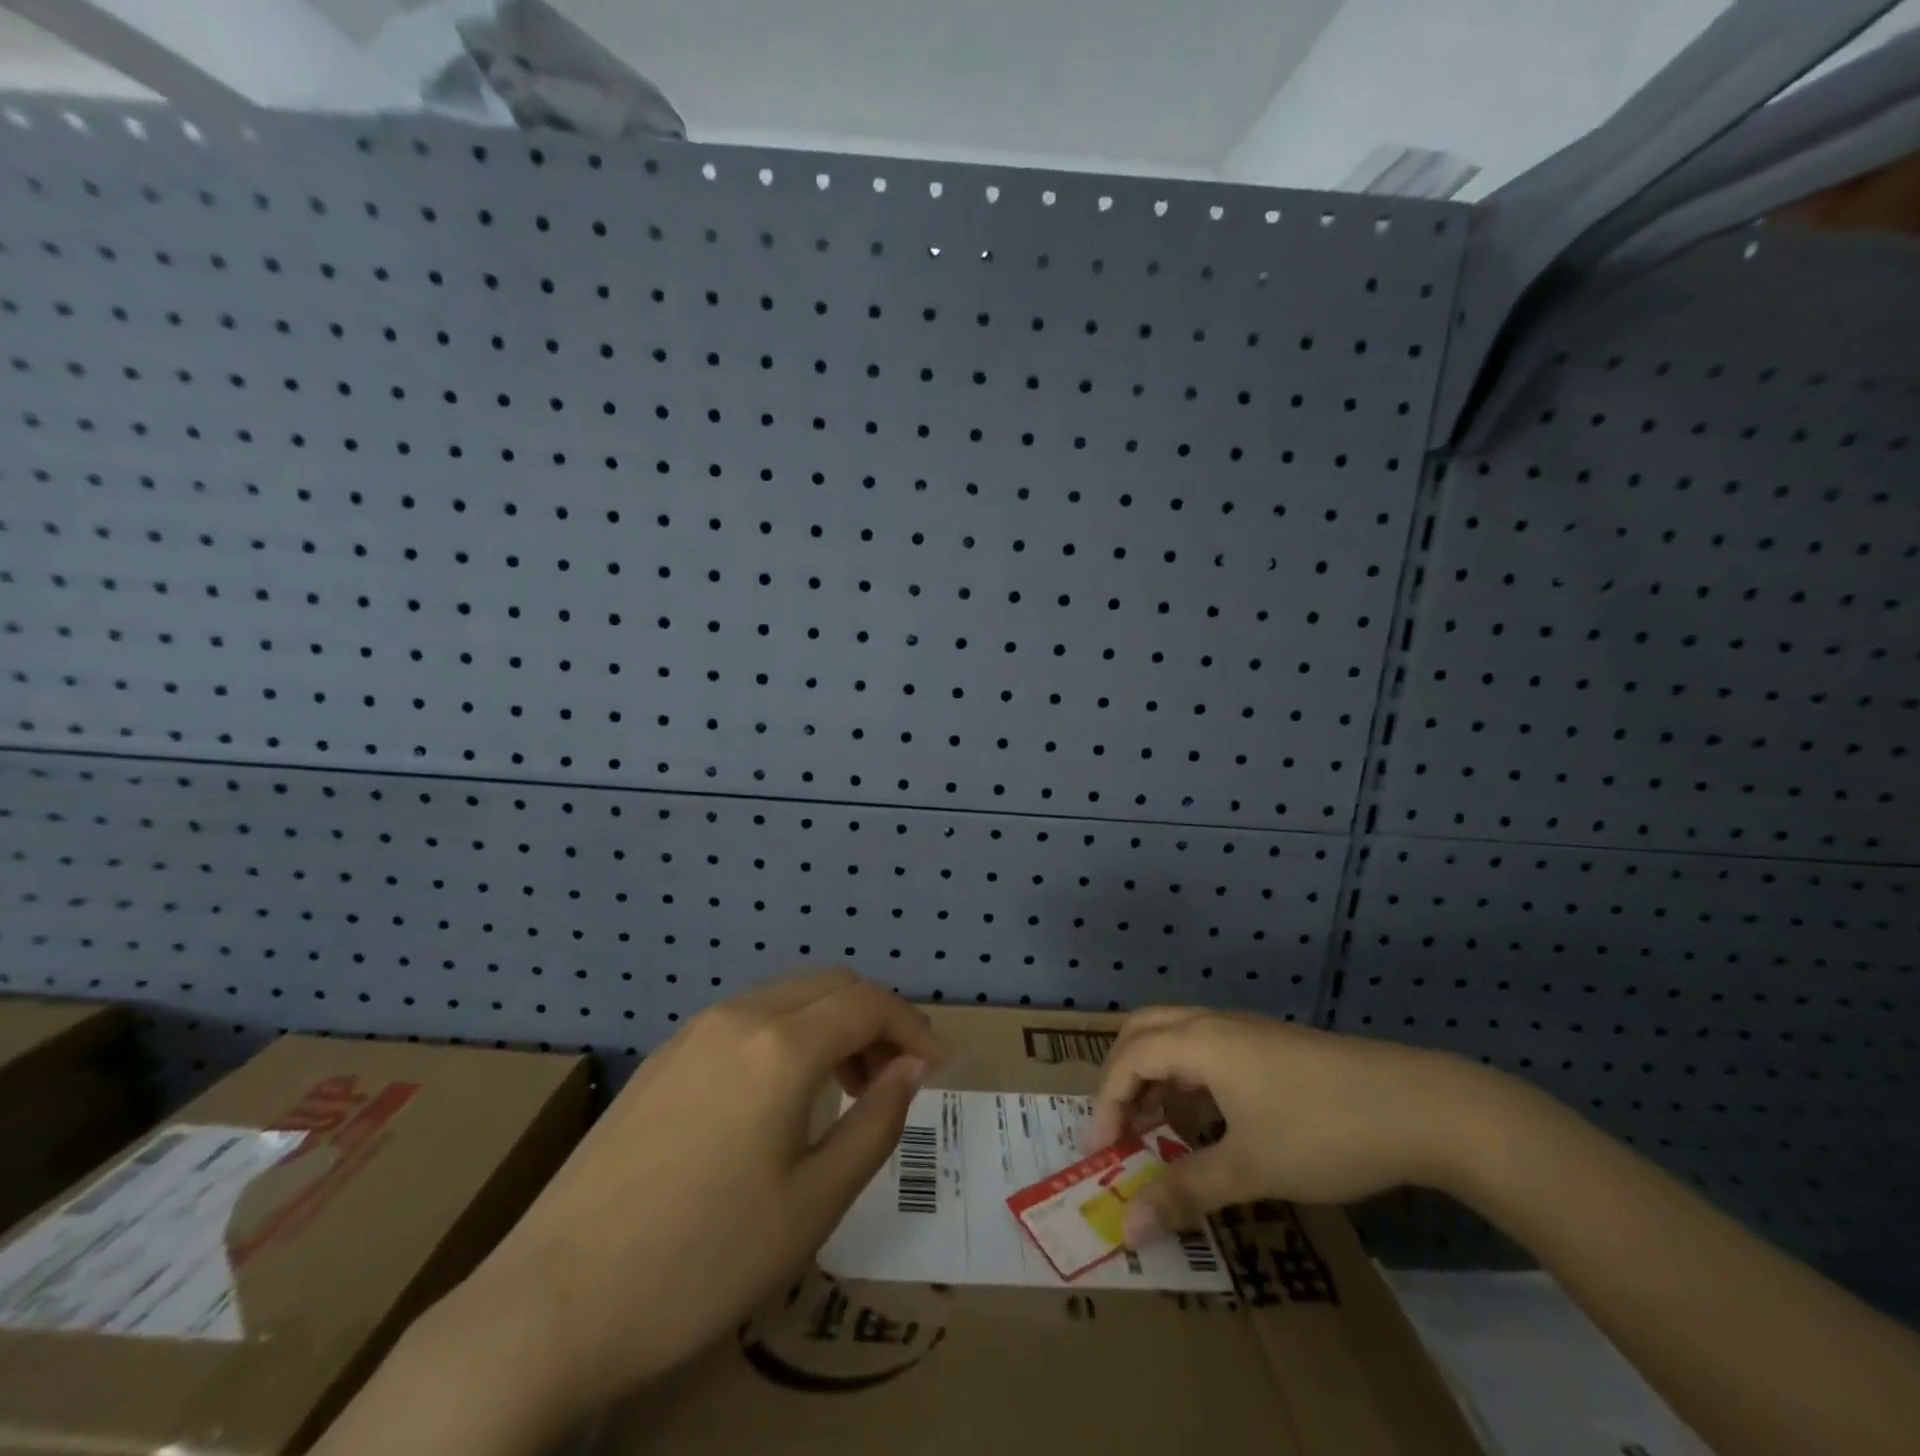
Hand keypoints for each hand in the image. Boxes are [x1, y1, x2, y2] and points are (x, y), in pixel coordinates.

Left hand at [435, 969, 938, 1424]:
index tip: (936, 1068)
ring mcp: (694, 1030)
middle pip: (831, 984)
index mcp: (781, 1045)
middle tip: (895, 1079)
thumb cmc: (700, 1260)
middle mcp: (739, 1015)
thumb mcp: (811, 1205)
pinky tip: (781, 1096)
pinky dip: (789, 1034)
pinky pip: (748, 1018)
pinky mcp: (665, 1055)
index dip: (913, 1027)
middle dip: (876, 1019)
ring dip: (832, 1024)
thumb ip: (875, 1124)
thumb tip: (911, 1071)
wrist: (550, 1304)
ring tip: (845, 1089)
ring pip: (788, 996)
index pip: (869, 1003)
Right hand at [1086, 1007, 1488, 1244]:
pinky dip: (1189, 1076)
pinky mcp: (1274, 1046)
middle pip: (1144, 1029)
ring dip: (1156, 1074)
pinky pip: (1209, 1048)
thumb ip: (1185, 1192)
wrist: (1421, 1107)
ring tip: (1160, 1126)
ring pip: (1178, 1035)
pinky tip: (1211, 1120)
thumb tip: (1127, 1227)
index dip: (1106, 1102)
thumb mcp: (1250, 1168)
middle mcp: (1215, 1024)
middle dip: (1121, 1074)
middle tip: (1118, 1125)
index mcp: (1200, 1041)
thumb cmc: (1323, 1131)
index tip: (1101, 1153)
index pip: (1129, 1058)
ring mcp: (1248, 1031)